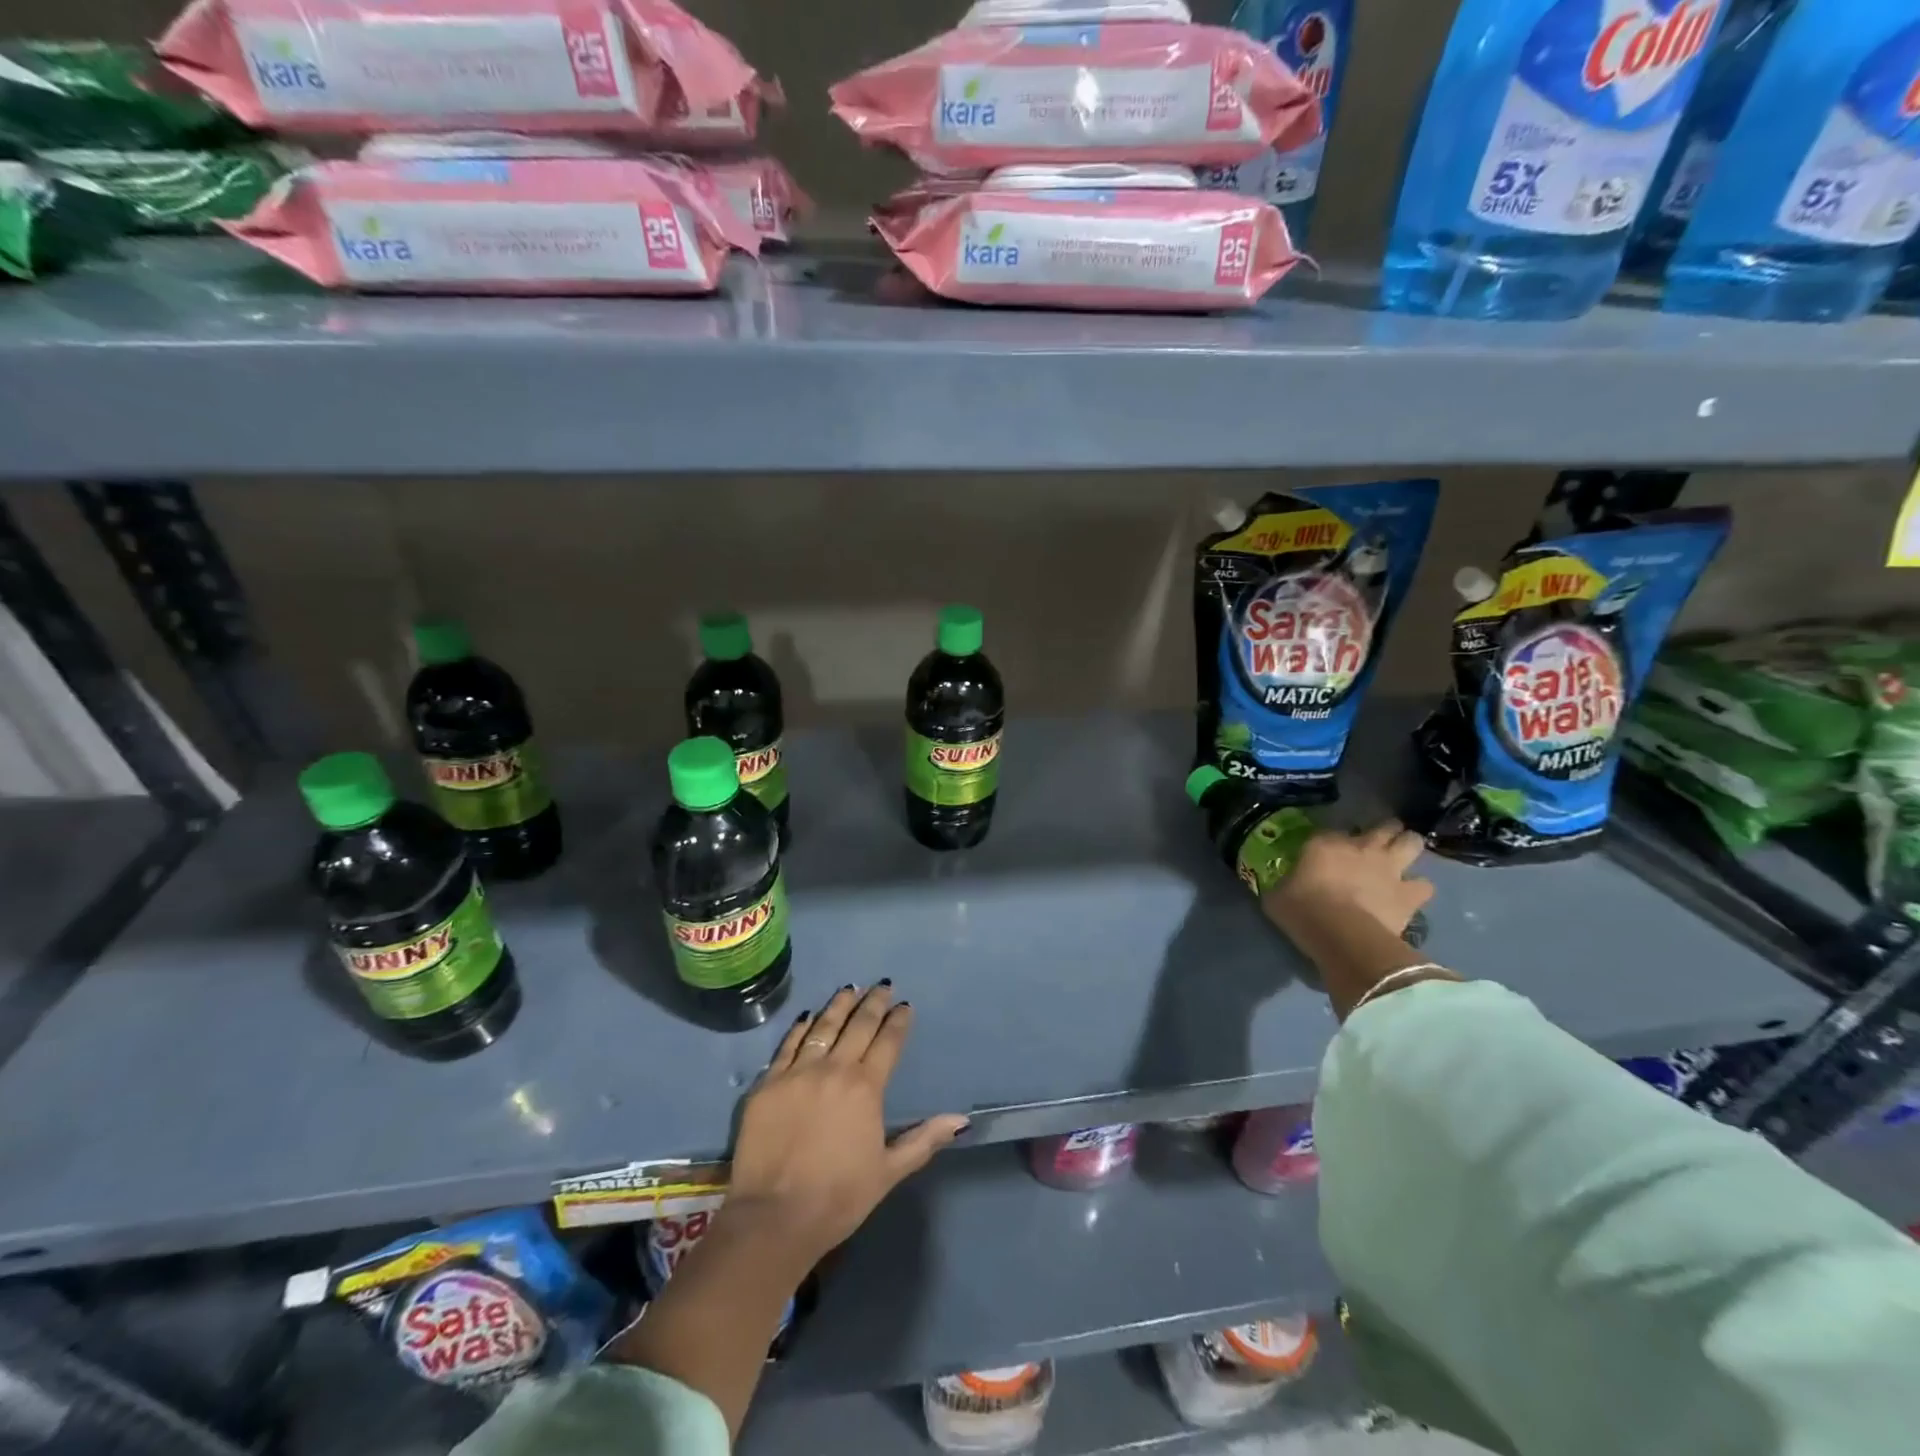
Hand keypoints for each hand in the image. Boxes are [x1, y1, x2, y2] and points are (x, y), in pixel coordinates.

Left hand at [724, 983, 967, 1274]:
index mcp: (866, 1088)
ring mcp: (797, 1073)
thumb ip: (924, 1140)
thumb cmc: (838, 1197)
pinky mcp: (767, 1083)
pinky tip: (808, 1016)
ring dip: (839, 1005)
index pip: (887, 1043)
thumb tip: (961, 1120)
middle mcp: (834, 1069)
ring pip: (823, 1027)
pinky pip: (787, 1045)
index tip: (905, 1006)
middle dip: (873, 1003)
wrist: (774, 1217)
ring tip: (850, 988)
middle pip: (857, 1026)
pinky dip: (800, 1027)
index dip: (898, 1022)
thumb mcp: (888, 1171)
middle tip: (883, 986)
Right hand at [1265, 821, 1433, 942]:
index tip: (1326, 853)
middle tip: (1378, 842)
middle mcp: (1361, 847)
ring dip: (1407, 848)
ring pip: (1412, 842)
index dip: (1332, 842)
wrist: (1342, 935)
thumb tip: (1280, 888)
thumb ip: (1283, 885)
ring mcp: (1390, 868)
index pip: (1331, 831)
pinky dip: (1419, 888)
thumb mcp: (1277, 896)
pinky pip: (1424, 885)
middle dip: (1384, 831)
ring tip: (1402, 859)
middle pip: (1384, 826)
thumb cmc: (1302, 911)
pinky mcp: (1410, 894)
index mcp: (1324, 844)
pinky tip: (1411, 896)